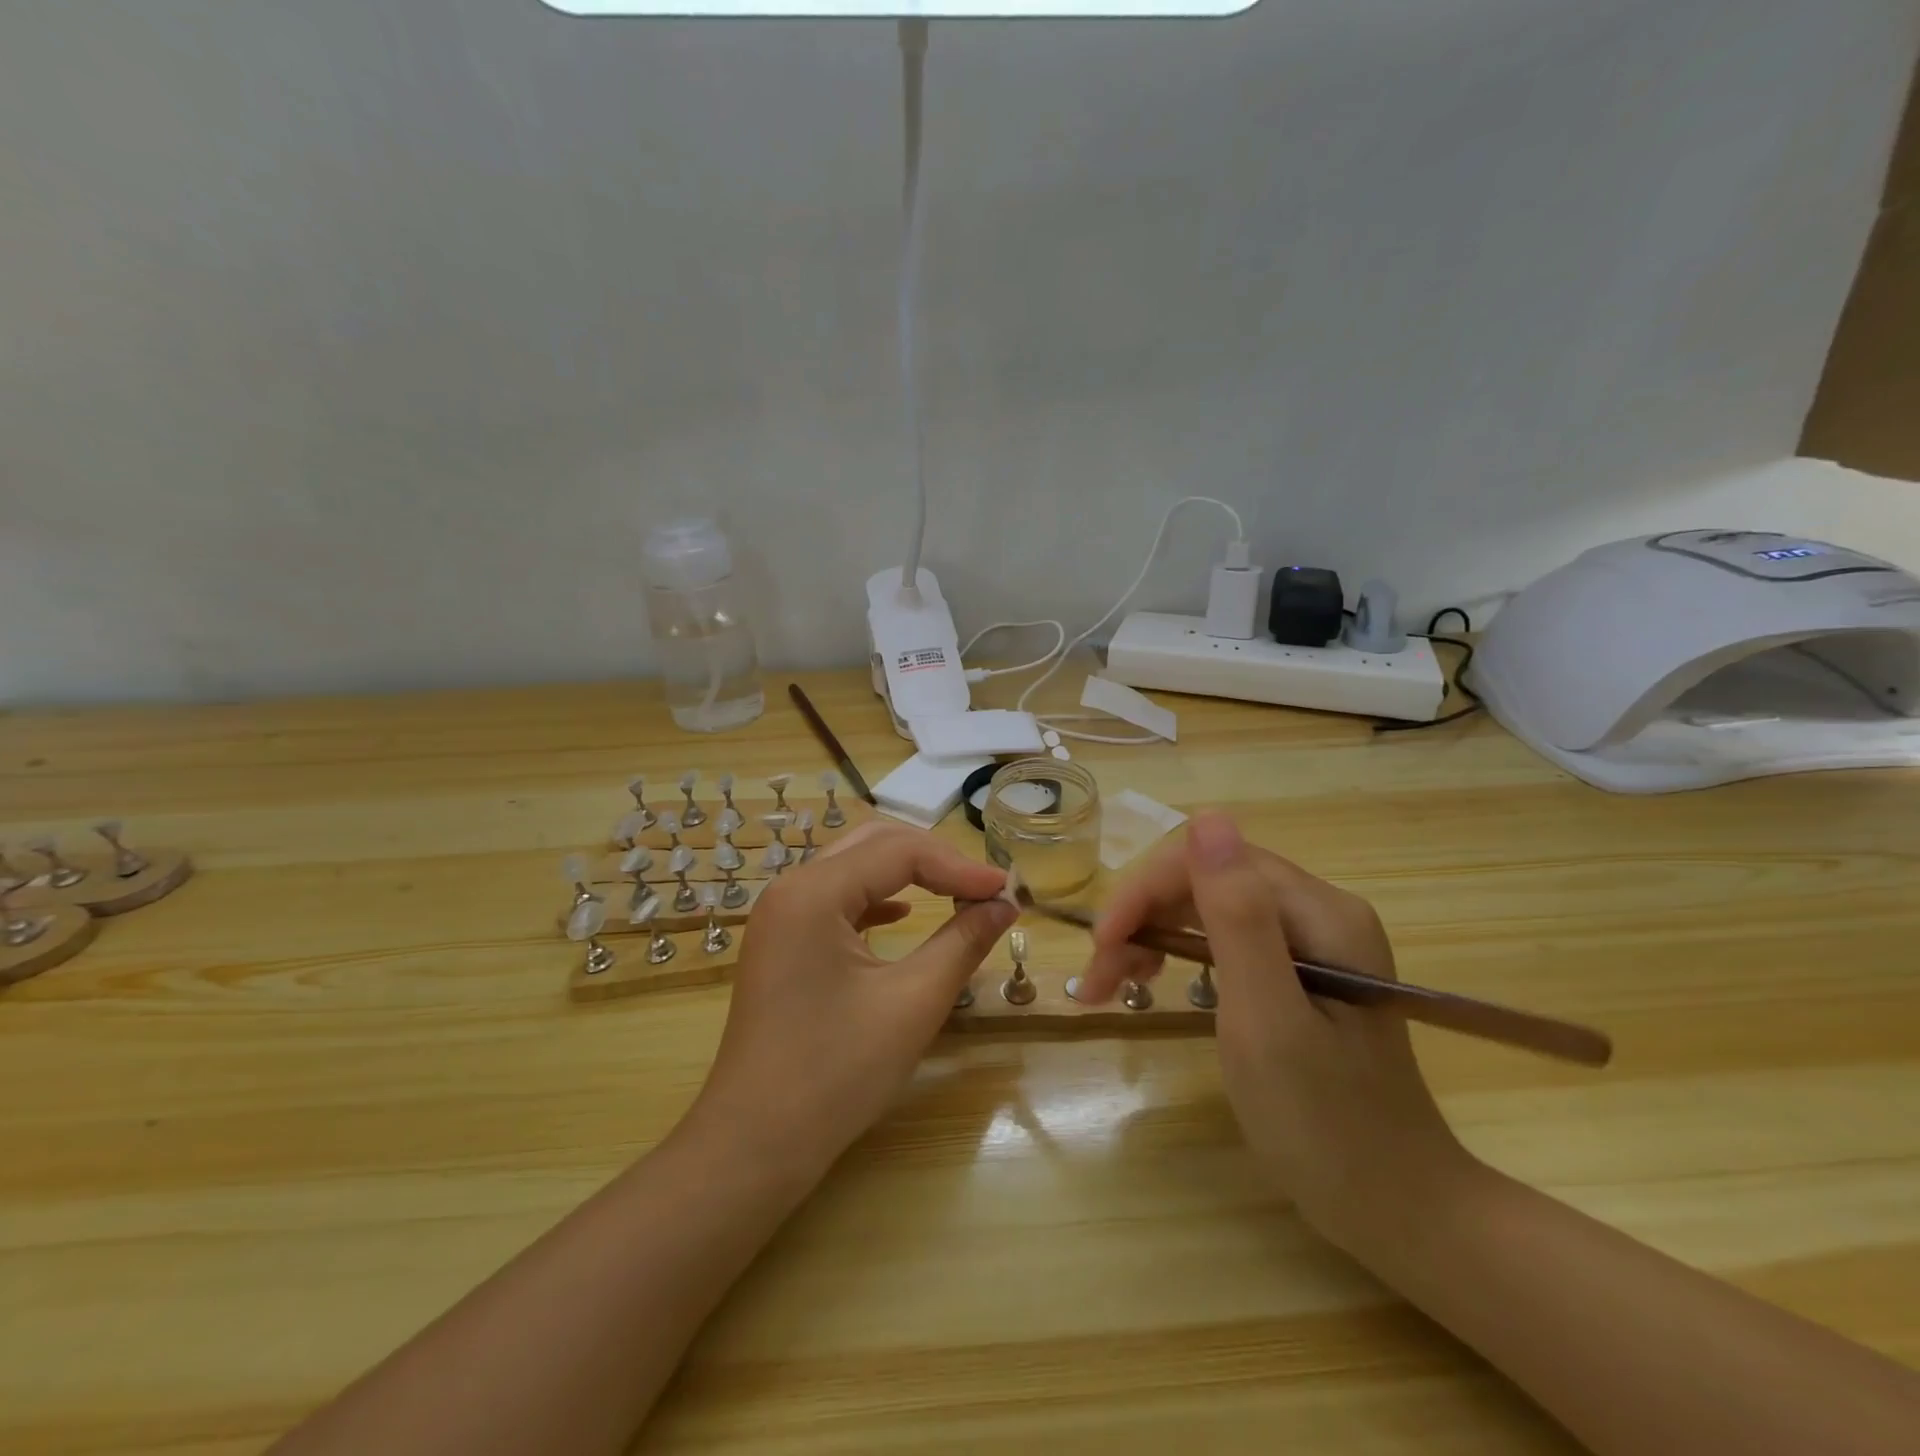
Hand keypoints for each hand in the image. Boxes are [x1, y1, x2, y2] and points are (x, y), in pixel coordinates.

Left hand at [686, 822, 1016, 1183]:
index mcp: (814, 892)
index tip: (1007, 892)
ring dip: (908, 874)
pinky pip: (838, 897)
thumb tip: (1005, 905)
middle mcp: (791, 888)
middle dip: (935, 860)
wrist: (754, 1145)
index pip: (900, 852)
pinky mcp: (784, 941)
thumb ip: (963, 942)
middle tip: (984, 890)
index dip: (959, 867)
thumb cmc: (835, 1075)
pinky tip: (905, 915)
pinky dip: (878, 897)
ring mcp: (782, 914)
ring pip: (856, 866)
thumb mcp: (912, 1004)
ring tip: (958, 895)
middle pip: (875, 844)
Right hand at [1081, 813, 1471, 1250]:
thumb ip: (1236, 916)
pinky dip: (1177, 954)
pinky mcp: (1298, 969)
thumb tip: (1207, 817)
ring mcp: (1310, 940)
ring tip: (1111, 984)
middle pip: (1204, 881)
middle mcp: (1318, 910)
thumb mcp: (1266, 1019)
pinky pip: (1223, 938)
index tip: (1101, 949)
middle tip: (1098, 979)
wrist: (1395, 1209)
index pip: (1209, 862)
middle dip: (1141, 919)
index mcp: (1320, 912)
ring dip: (1150, 936)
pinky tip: (1153, 979)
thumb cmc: (1325, 1124)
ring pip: (1206, 907)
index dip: (1144, 893)